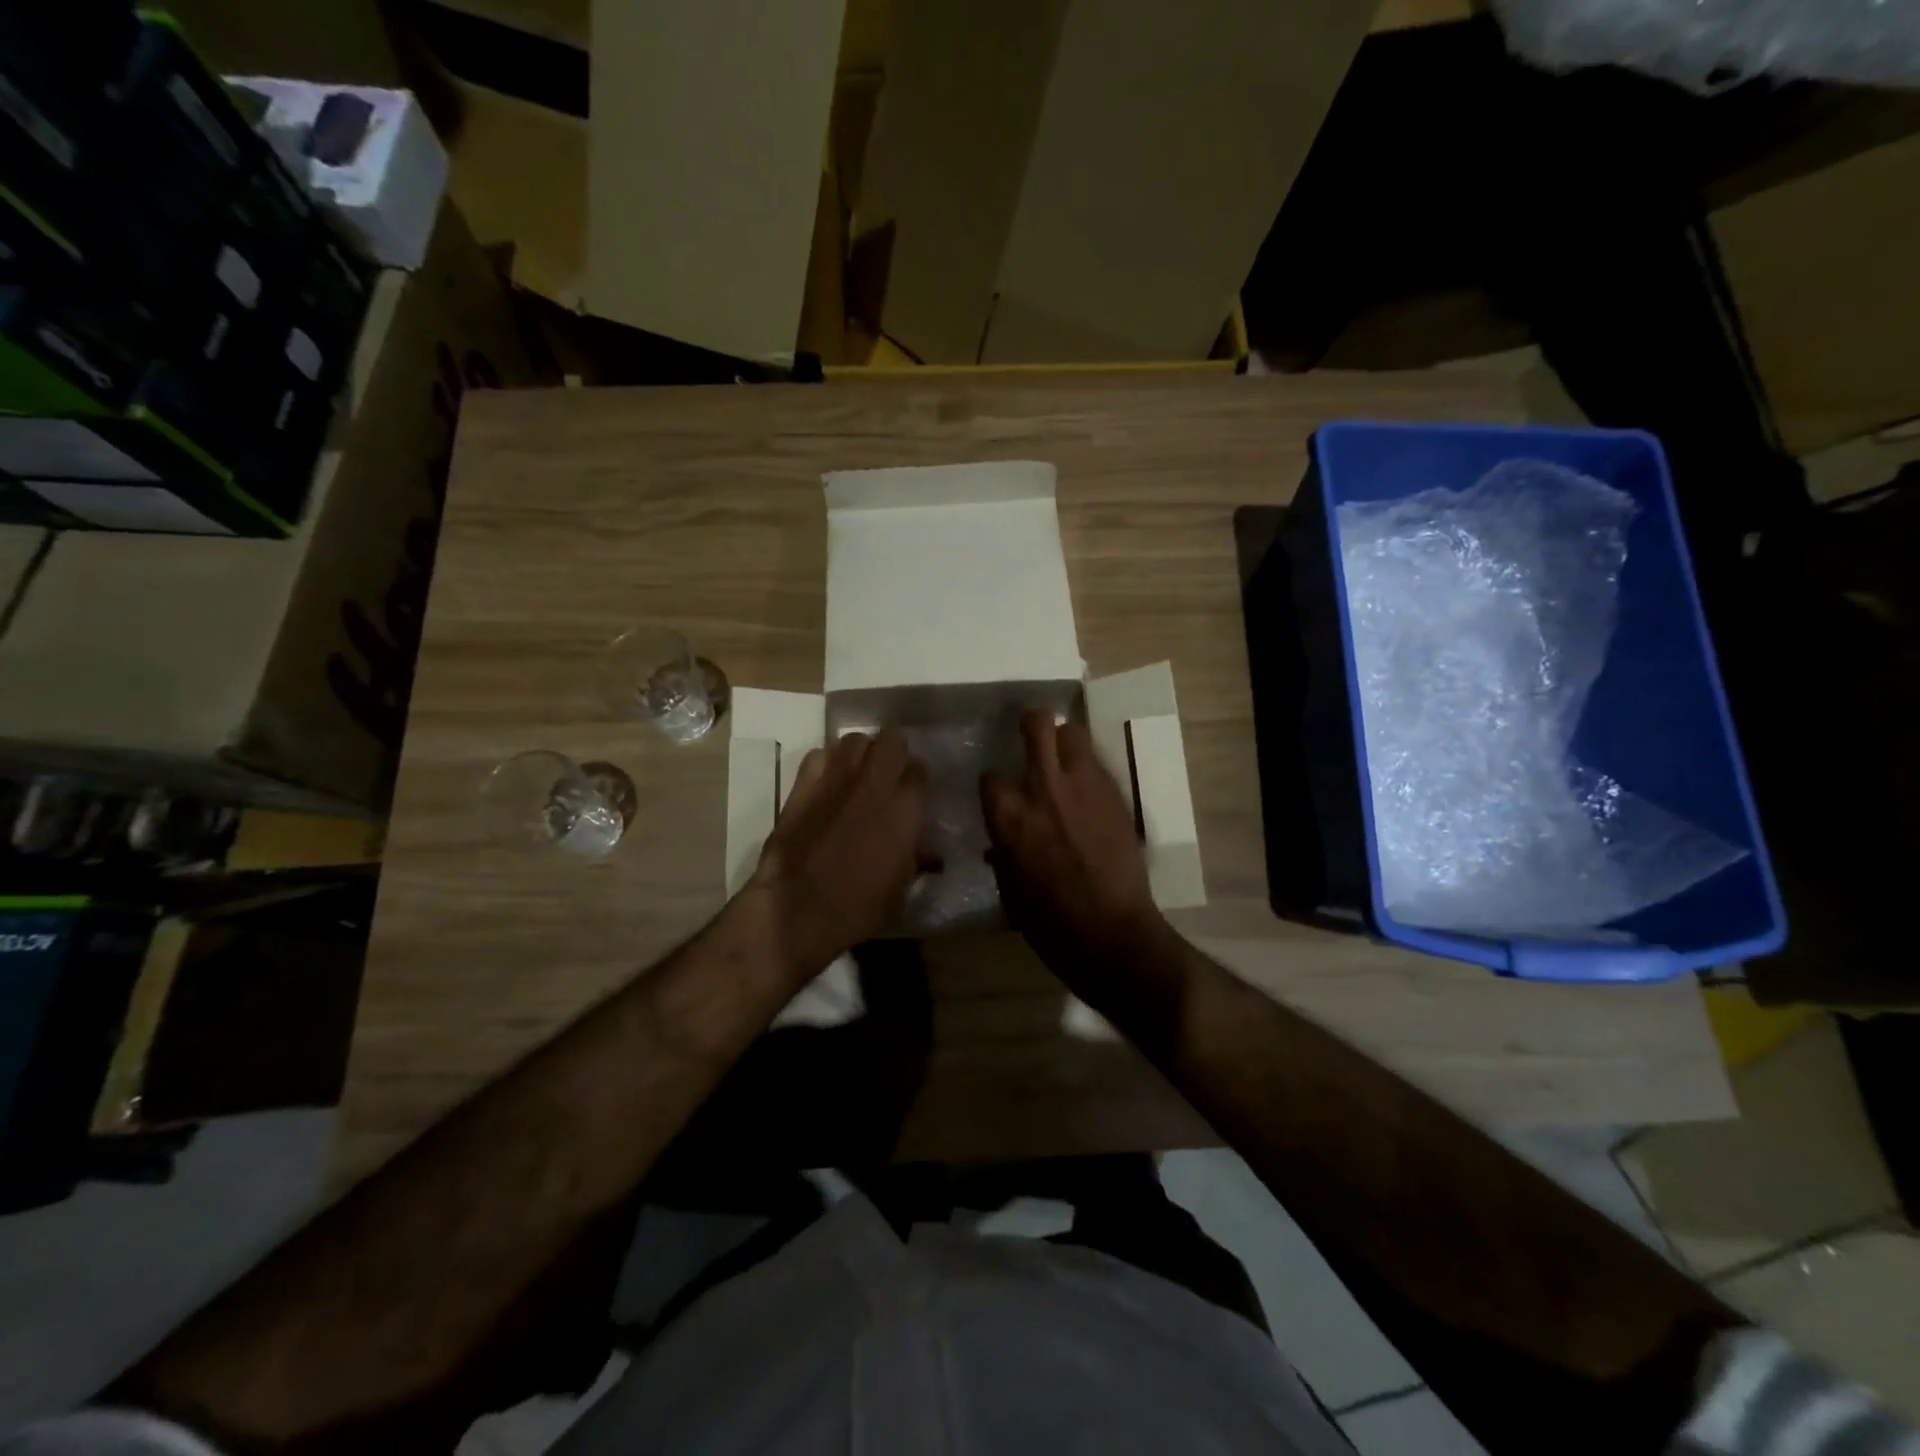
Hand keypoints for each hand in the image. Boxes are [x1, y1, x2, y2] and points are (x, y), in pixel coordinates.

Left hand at [748, 729, 926, 983]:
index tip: (914, 795)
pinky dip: (827, 763)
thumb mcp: (903, 890)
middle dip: (894, 754)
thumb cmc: (859, 909)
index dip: (918, 781)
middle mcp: (874, 783)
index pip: (921, 770)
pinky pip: (819, 755)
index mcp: (906, 808)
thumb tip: (926, 851)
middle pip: (892, 739)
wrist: (798, 911)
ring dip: (861, 754)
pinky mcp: (803, 785)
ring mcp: (836, 779)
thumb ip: (917, 858)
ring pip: (855, 740)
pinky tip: (828, 783)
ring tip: (859, 775)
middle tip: (890, 777)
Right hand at [980, 712, 1169, 987]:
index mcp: (1008, 816)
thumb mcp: (1009, 889)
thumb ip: (1003, 852)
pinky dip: (1087, 768)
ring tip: (1063, 757)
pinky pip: (1097, 764)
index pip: (990, 776)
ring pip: (1073, 732)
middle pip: (1037, 725)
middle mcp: (1043, 788)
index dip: (995, 785)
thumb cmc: (1050, 924)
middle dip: (1031, 724)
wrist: (1111, 933)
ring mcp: (1084, 786)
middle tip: (1031, 736)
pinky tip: (1086, 789)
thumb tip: (1001, 841)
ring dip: (1064, 740)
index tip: (1001, 794)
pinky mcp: (1114, 794)